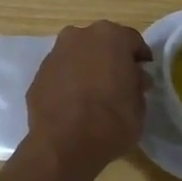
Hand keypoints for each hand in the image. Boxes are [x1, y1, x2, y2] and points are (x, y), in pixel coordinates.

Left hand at [24, 21, 150, 170]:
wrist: (65, 144)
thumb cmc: (112, 120)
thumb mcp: (139, 104)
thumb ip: (136, 84)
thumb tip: (133, 78)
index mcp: (110, 36)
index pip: (132, 41)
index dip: (139, 58)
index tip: (143, 74)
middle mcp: (79, 36)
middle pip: (101, 43)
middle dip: (110, 58)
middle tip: (118, 82)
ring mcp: (55, 54)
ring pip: (77, 56)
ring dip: (86, 68)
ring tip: (94, 94)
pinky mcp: (38, 75)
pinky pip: (60, 74)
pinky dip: (68, 82)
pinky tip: (74, 104)